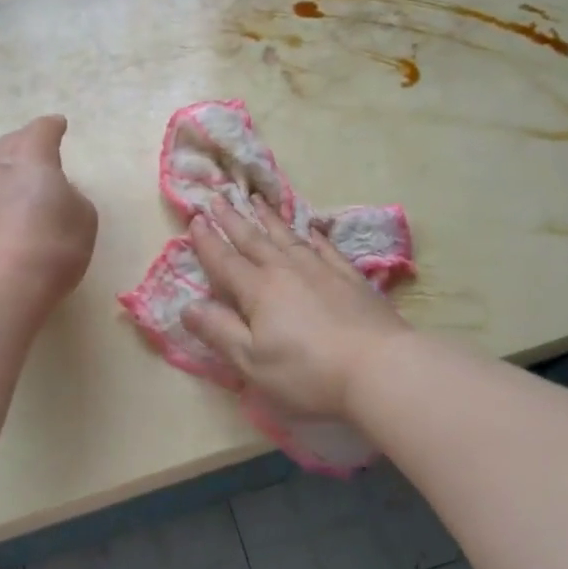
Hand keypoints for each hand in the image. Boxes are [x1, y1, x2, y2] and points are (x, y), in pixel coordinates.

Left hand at [0, 116, 98, 306]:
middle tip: (37, 162)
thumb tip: (54, 192)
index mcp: (29, 156)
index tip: (58, 126)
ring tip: (12, 196)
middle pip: (9, 145)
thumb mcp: (83, 219)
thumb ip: (71, 196)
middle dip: (24, 148)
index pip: (42, 129)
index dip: (53, 128)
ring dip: (0, 178)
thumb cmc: (50, 248)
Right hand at [185, 195, 410, 417]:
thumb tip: (187, 306)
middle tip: (218, 197)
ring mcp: (322, 270)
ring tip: (256, 200)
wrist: (380, 367)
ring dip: (269, 218)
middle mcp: (286, 271)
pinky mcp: (351, 278)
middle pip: (254, 240)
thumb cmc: (308, 372)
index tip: (195, 218)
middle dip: (233, 219)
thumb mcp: (252, 361)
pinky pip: (325, 248)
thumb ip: (219, 331)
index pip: (225, 261)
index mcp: (258, 291)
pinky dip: (313, 235)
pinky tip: (310, 228)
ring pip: (288, 237)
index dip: (208, 241)